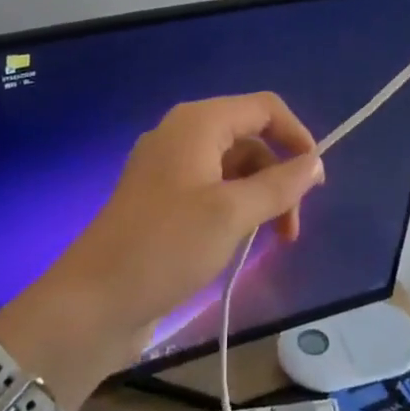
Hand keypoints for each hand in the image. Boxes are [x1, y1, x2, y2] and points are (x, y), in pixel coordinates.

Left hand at [0, 94, 323, 408]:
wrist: (93, 302)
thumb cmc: (166, 246)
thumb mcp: (232, 213)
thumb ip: (280, 184)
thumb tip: (315, 161)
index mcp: (198, 123)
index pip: (264, 108)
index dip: (296, 136)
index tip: (315, 180)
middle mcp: (183, 135)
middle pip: (250, 140)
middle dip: (279, 178)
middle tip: (292, 230)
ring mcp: (169, 168)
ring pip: (233, 169)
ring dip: (260, 198)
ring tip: (274, 243)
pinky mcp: (162, 200)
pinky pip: (212, 190)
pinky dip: (236, 209)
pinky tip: (242, 243)